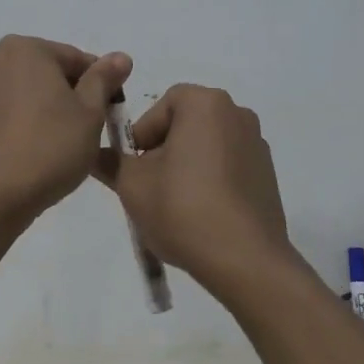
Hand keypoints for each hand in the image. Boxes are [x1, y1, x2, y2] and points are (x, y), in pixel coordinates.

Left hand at [0, 35, 131, 218]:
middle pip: (44, 74)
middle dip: (65, 96)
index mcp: (24, 50)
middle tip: (84, 130)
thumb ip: (104, 79)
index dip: (99, 84)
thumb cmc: (51, 146)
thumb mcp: (90, 112)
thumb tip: (120, 57)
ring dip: (39, 112)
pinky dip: (14, 131)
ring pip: (19, 97)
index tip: (109, 112)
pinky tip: (27, 158)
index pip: (75, 59)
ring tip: (55, 147)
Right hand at [95, 84, 298, 299]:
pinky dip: (212, 180)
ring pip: (208, 146)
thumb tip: (95, 155)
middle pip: (187, 123)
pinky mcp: (267, 174)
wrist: (244, 259)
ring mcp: (257, 145)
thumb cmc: (182, 208)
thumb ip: (111, 163)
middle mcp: (237, 114)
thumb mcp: (132, 185)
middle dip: (164, 149)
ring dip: (187, 165)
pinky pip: (229, 166)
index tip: (134, 165)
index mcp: (206, 104)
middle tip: (149, 184)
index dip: (143, 133)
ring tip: (174, 203)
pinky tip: (201, 213)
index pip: (163, 104)